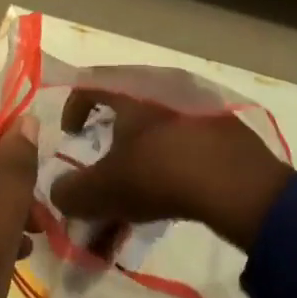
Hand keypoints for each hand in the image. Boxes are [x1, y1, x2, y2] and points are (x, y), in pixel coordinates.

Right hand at [48, 90, 293, 252]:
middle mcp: (161, 88)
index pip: (91, 83)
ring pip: (152, 138)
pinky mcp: (220, 130)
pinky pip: (179, 148)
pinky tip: (164, 206)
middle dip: (106, 155)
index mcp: (130, 90)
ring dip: (133, 173)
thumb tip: (58, 193)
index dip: (73, 108)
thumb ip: (72, 192)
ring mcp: (194, 107)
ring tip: (127, 214)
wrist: (237, 183)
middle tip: (100, 185)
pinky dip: (164, 174)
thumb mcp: (104, 190)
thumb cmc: (159, 173)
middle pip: (123, 115)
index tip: (70, 137)